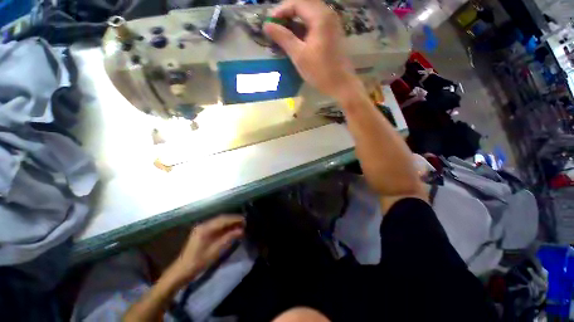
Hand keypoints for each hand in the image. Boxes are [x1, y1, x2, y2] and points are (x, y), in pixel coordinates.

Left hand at [169, 215, 244, 284]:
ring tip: (240, 225)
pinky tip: (231, 229)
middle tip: (244, 222)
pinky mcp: (202, 232)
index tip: (245, 220)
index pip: (223, 219)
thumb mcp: (215, 251)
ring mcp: (202, 227)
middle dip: (233, 219)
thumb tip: (241, 230)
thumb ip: (228, 238)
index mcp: (205, 228)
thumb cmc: (198, 262)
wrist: (181, 271)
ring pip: (219, 221)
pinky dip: (225, 226)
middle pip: (221, 218)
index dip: (235, 219)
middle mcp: (203, 225)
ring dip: (230, 222)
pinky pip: (216, 225)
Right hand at [264, 0, 359, 98]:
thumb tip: (267, 26)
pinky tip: (296, 39)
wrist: (341, 84)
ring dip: (295, 22)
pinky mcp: (332, 33)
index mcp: (320, 17)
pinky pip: (315, 24)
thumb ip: (283, 38)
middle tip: (275, 28)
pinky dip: (303, 29)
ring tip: (283, 34)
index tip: (269, 24)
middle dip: (287, 15)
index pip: (297, 3)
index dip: (280, 11)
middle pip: (303, 6)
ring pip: (309, 15)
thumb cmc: (320, 71)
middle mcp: (328, 14)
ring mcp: (332, 24)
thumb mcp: (299, 55)